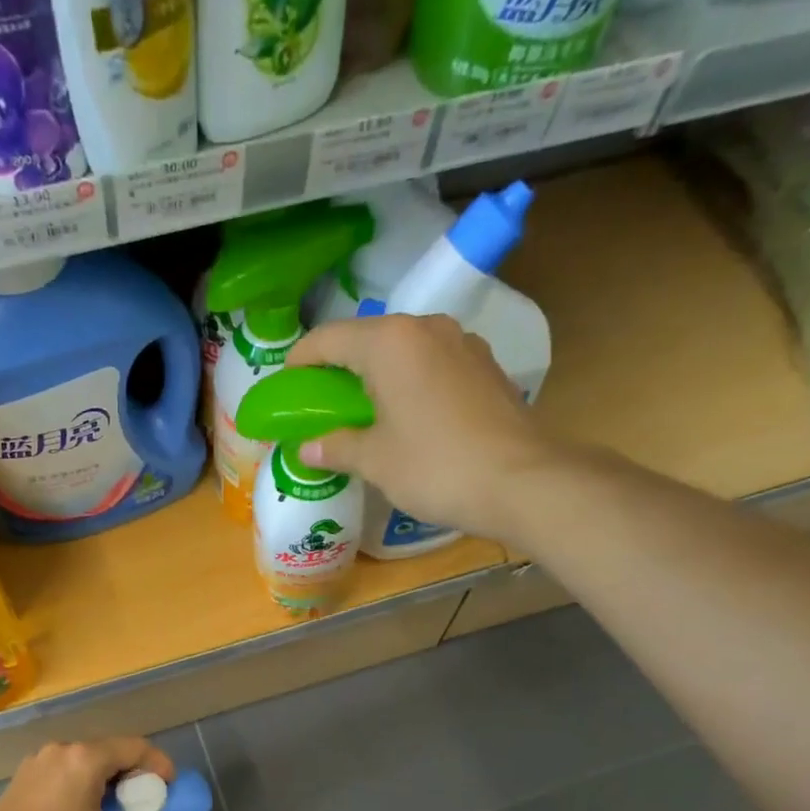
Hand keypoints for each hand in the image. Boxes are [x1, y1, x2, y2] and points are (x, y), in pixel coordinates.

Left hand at [0, 738, 176, 810]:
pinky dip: (84, 777)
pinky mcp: (26, 772)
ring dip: (107, 773)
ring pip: (86, 757)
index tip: (168, 784)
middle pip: (110, 749)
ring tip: (115, 800)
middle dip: (133, 768)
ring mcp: (41, 758)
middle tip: (144, 794)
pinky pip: (66, 765)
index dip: (158, 763)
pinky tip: (84, 802)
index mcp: (86, 758)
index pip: (135, 748)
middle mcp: (65, 749)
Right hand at [288, 314, 558, 543]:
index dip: (301, 360)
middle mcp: (426, 329)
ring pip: (403, 350)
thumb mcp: (375, 460)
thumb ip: (336, 446)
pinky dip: (409, 382)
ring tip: (363, 410)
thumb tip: (308, 448)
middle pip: (368, 339)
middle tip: (322, 402)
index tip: (287, 385)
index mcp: (390, 342)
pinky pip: (432, 365)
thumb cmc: (435, 466)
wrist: (522, 482)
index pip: (329, 338)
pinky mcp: (485, 367)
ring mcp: (462, 344)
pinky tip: (407, 416)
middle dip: (339, 367)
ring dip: (377, 374)